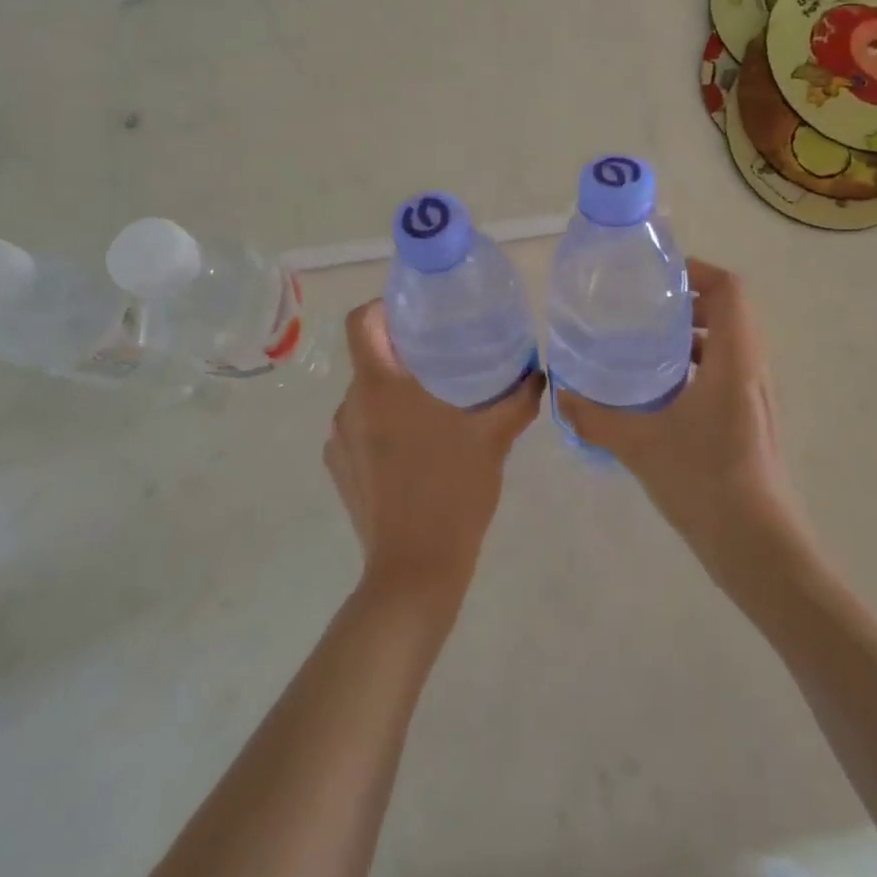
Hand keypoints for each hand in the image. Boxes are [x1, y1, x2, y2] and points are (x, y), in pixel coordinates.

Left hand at [326, 301, 544, 606]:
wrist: (415, 570)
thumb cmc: (453, 491)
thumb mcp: (494, 438)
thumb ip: (518, 397)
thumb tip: (537, 373)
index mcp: (380, 387)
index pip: (362, 322)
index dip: (383, 306)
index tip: (417, 312)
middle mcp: (350, 405)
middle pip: (370, 358)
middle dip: (404, 354)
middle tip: (444, 357)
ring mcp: (339, 440)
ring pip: (367, 396)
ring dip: (395, 394)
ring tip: (434, 406)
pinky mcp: (339, 469)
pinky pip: (360, 430)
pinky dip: (384, 427)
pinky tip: (417, 448)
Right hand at [556, 261, 799, 569]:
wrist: (758, 547)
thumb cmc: (705, 483)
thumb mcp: (641, 445)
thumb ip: (596, 417)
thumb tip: (561, 394)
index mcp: (735, 359)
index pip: (729, 289)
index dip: (697, 271)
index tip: (657, 277)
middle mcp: (753, 369)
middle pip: (729, 311)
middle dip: (688, 301)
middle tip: (643, 309)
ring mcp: (757, 396)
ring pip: (730, 343)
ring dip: (694, 335)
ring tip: (647, 346)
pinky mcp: (753, 420)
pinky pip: (728, 371)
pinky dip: (698, 365)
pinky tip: (663, 392)